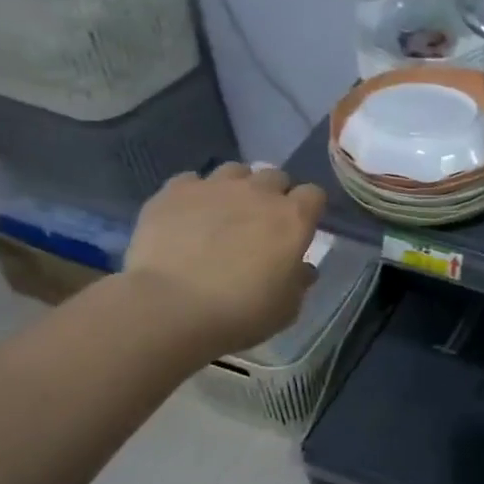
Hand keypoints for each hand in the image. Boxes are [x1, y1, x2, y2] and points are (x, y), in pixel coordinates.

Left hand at [120, 164, 326, 357]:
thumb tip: (302, 268)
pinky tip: (188, 216)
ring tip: (225, 212)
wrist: (170, 308)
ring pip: (234, 170)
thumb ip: (298, 281)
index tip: (301, 228)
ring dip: (236, 187)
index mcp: (294, 218)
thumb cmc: (241, 312)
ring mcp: (214, 187)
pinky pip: (191, 181)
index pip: (314, 194)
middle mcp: (258, 192)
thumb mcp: (286, 308)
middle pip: (275, 176)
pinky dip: (194, 194)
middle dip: (274, 194)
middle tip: (262, 221)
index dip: (309, 209)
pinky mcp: (173, 192)